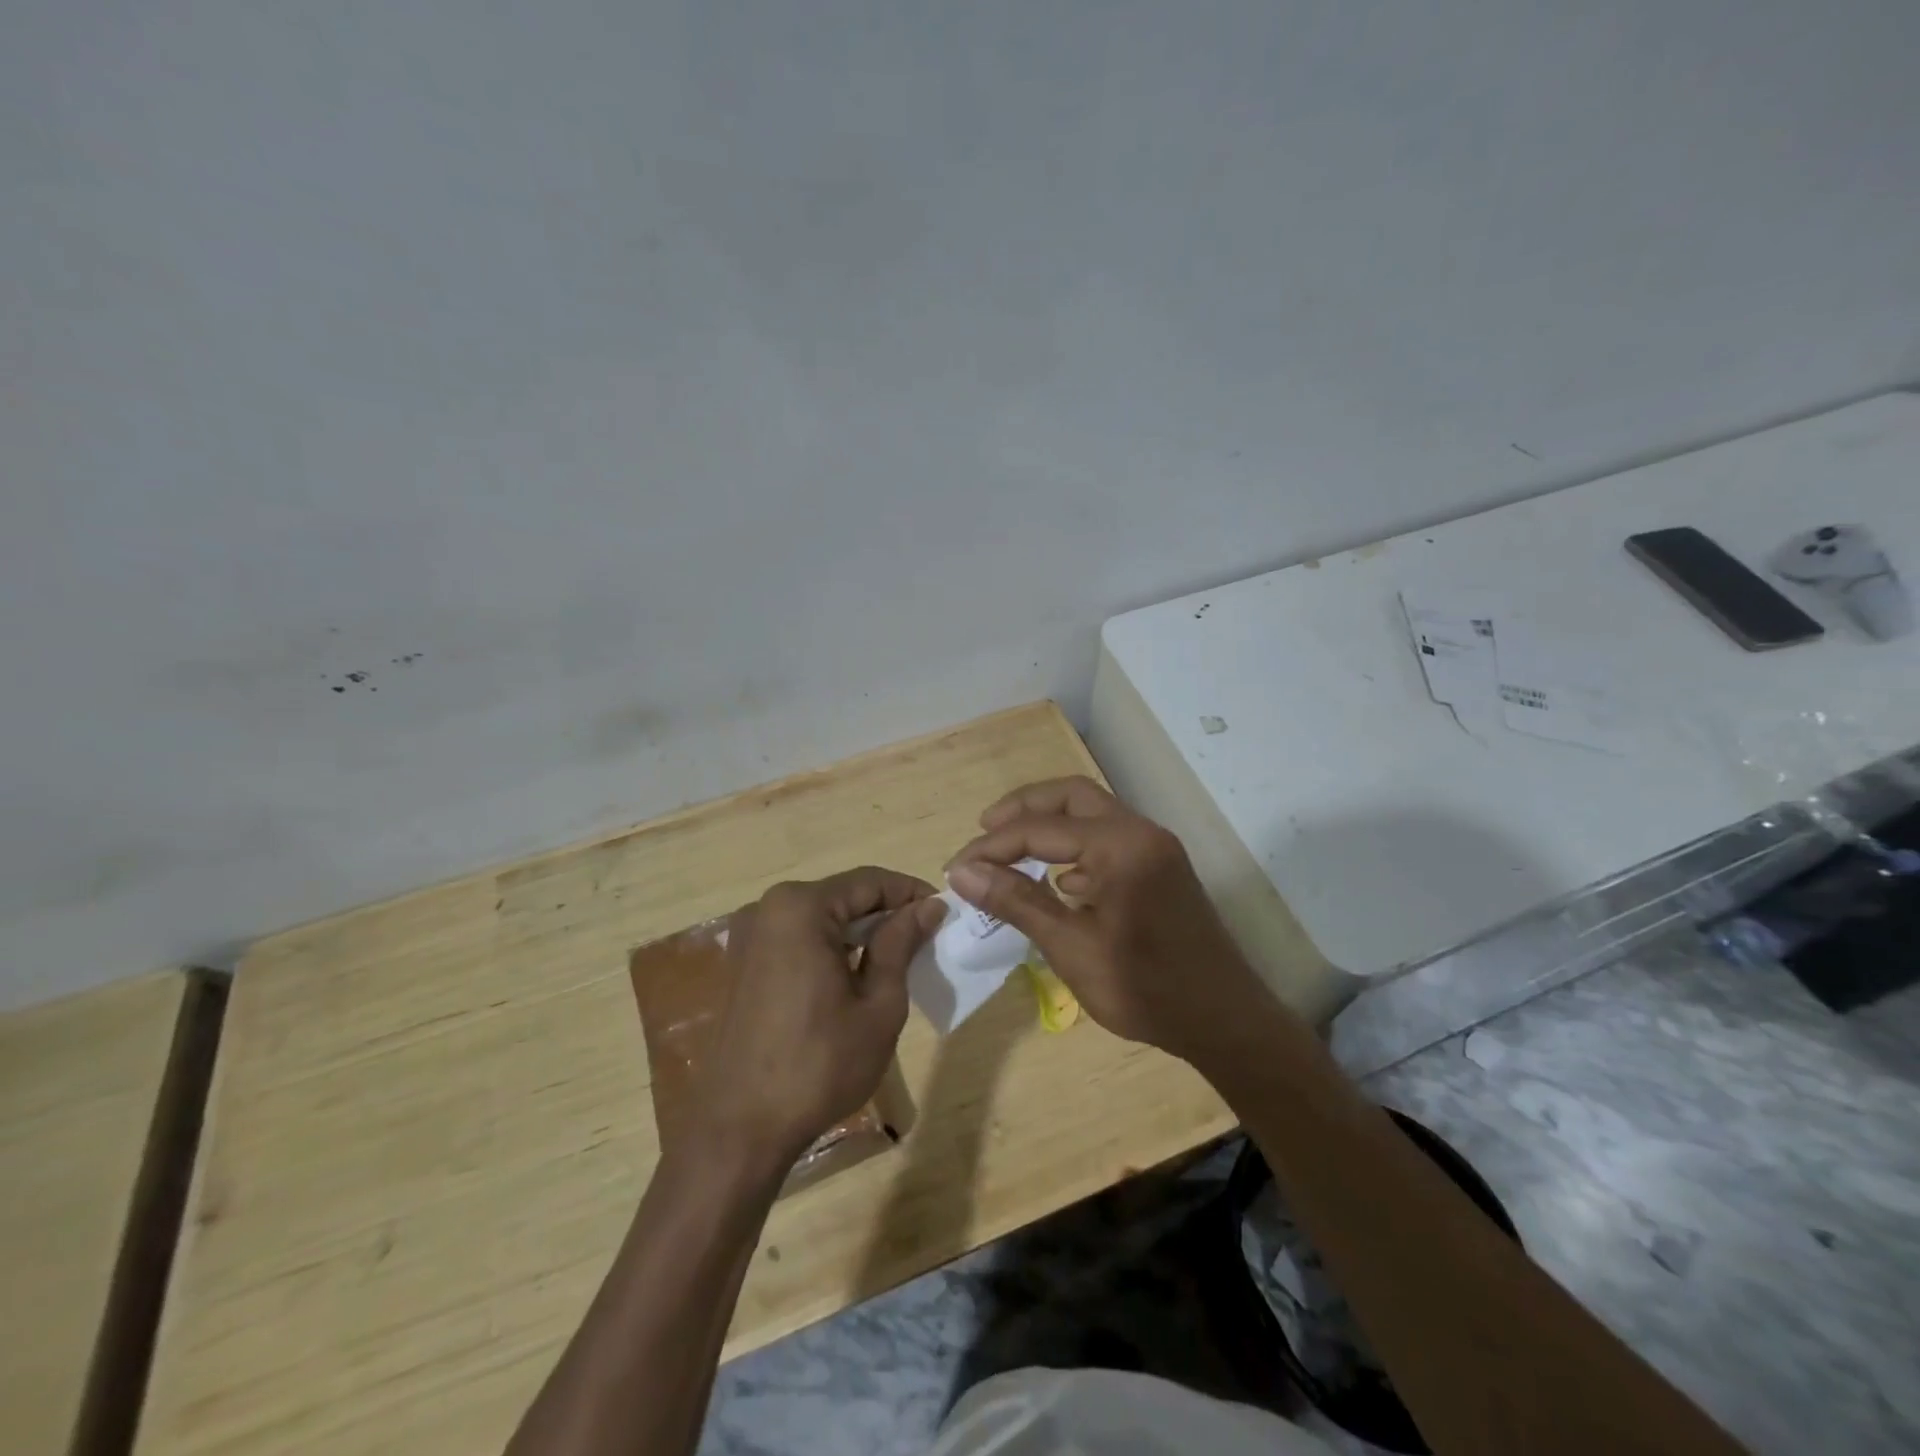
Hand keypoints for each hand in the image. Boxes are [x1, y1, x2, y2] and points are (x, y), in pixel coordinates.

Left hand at [694, 868, 946, 1169]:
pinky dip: (832, 947)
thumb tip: (929, 906)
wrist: (740, 1129)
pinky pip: (799, 938)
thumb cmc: (819, 1065)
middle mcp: (769, 908)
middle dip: (887, 913)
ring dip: (860, 932)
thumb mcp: (878, 1004)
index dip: (911, 893)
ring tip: (899, 959)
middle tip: (927, 939)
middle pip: (844, 896)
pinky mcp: (744, 962)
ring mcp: (751, 936)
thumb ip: (901, 944)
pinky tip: (856, 976)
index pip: (870, 881)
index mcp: (801, 908)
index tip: (945, 913)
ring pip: (822, 917)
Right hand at [945, 777, 1276, 1063]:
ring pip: (1092, 813)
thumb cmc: (1145, 989)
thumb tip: (962, 871)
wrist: (1225, 1022)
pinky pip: (1109, 839)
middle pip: (1071, 796)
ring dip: (1049, 824)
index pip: (1040, 828)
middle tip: (984, 830)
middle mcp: (1141, 832)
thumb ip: (1017, 901)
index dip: (992, 846)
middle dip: (1023, 809)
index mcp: (1120, 846)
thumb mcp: (1071, 947)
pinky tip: (1056, 880)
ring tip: (1010, 850)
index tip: (956, 868)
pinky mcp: (1161, 867)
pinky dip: (1075, 846)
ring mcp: (1156, 848)